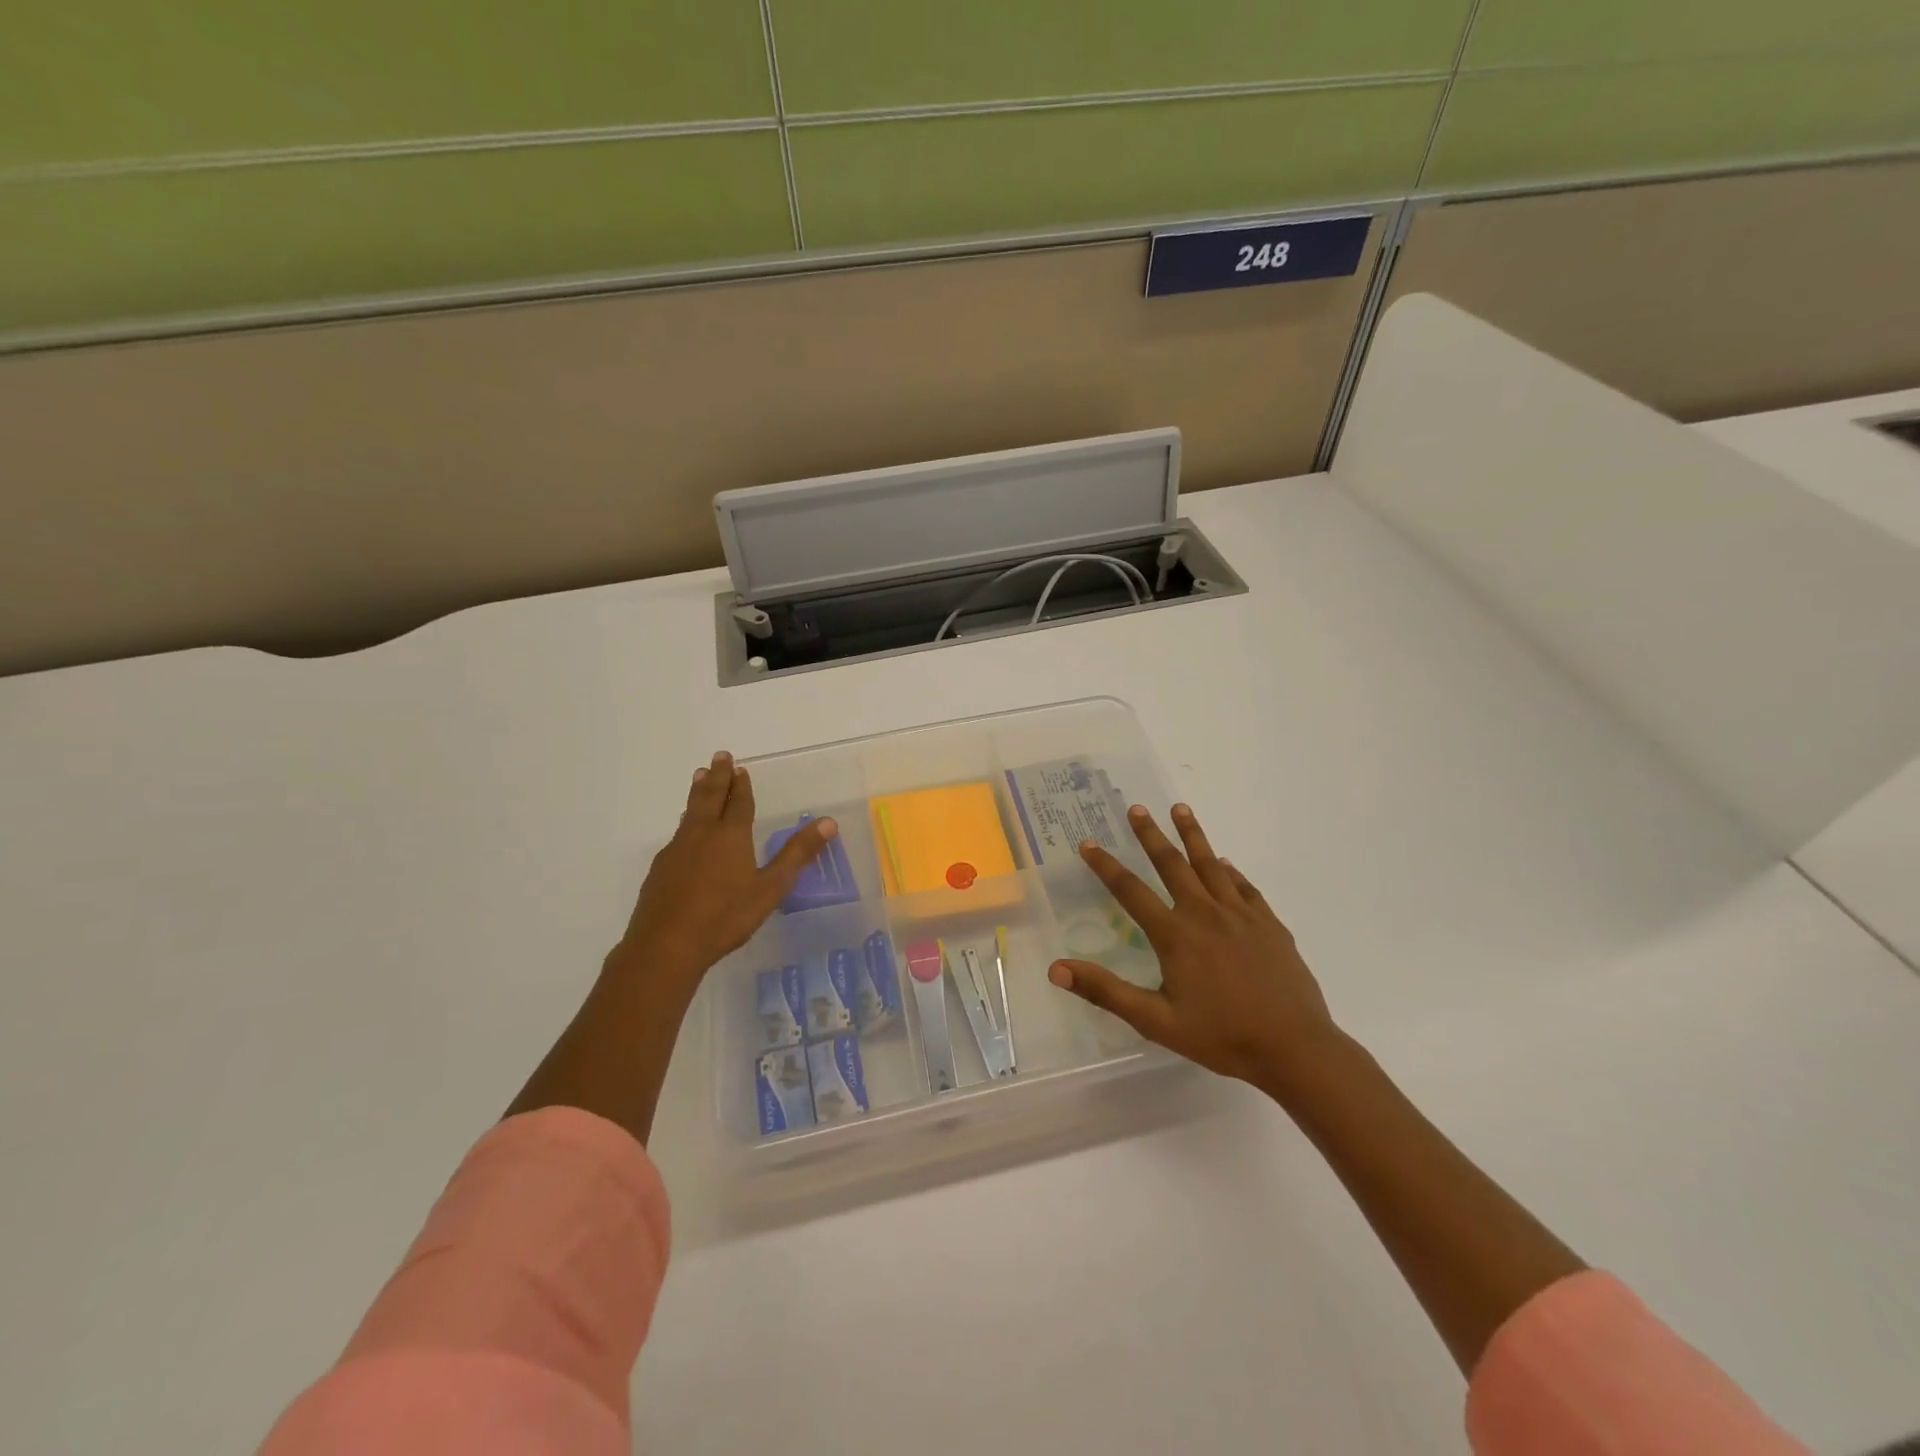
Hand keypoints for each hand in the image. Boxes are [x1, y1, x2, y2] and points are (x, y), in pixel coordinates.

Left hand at [615, 751, 837, 983]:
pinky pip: (677, 834)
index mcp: (731, 836)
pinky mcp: (660, 869)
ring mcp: (677, 850)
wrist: (666, 945)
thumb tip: (828, 822)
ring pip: (690, 812)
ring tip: (700, 777)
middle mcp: (702, 834)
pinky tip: (684, 831)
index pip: (739, 803)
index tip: (740, 768)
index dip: (742, 785)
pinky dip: (685, 821)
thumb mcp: (770, 888)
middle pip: (710, 798)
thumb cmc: (725, 917)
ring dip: (698, 792)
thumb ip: (797, 854)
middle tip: (719, 756)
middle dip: (717, 776)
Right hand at [1048, 802, 1340, 1098]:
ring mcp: (1241, 916)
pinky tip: (1225, 863)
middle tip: (1136, 808)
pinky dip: (1230, 871)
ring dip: (1193, 835)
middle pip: (1173, 865)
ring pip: (1211, 865)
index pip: (1131, 891)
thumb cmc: (1221, 1037)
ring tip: (1180, 809)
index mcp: (1176, 935)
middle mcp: (1206, 914)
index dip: (1106, 866)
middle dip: (1151, 835)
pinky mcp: (1269, 924)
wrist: (1295, 1048)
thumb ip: (1106, 992)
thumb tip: (1056, 969)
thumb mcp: (1156, 1021)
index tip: (1088, 843)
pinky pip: (1245, 887)